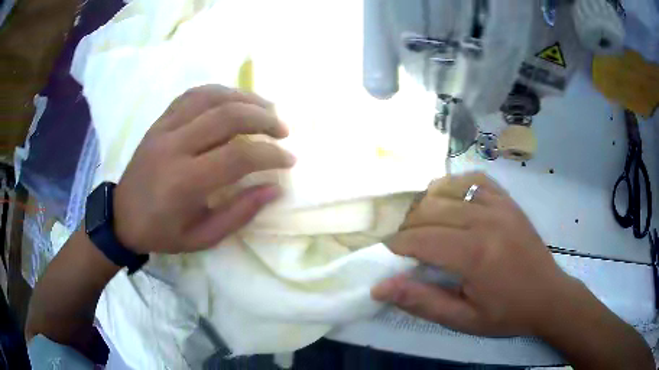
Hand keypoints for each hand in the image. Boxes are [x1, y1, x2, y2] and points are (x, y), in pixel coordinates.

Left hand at [113, 85, 295, 254]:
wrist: (121, 217)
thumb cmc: (161, 232)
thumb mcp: (202, 237)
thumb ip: (239, 213)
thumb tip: (274, 188)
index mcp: (185, 182)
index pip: (238, 156)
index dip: (270, 154)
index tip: (289, 159)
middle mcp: (174, 147)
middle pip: (227, 116)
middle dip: (264, 118)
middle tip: (283, 129)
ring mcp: (164, 129)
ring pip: (211, 97)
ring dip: (245, 98)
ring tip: (266, 108)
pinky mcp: (159, 121)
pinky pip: (192, 95)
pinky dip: (219, 92)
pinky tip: (234, 99)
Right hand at [372, 172, 576, 336]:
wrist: (548, 296)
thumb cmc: (506, 313)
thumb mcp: (463, 319)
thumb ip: (422, 301)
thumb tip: (380, 288)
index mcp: (475, 254)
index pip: (421, 238)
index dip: (397, 244)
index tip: (388, 253)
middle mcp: (486, 220)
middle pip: (431, 208)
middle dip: (408, 225)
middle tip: (405, 244)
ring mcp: (500, 205)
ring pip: (449, 189)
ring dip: (427, 204)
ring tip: (423, 223)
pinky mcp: (508, 201)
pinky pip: (475, 180)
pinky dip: (456, 185)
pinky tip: (451, 199)